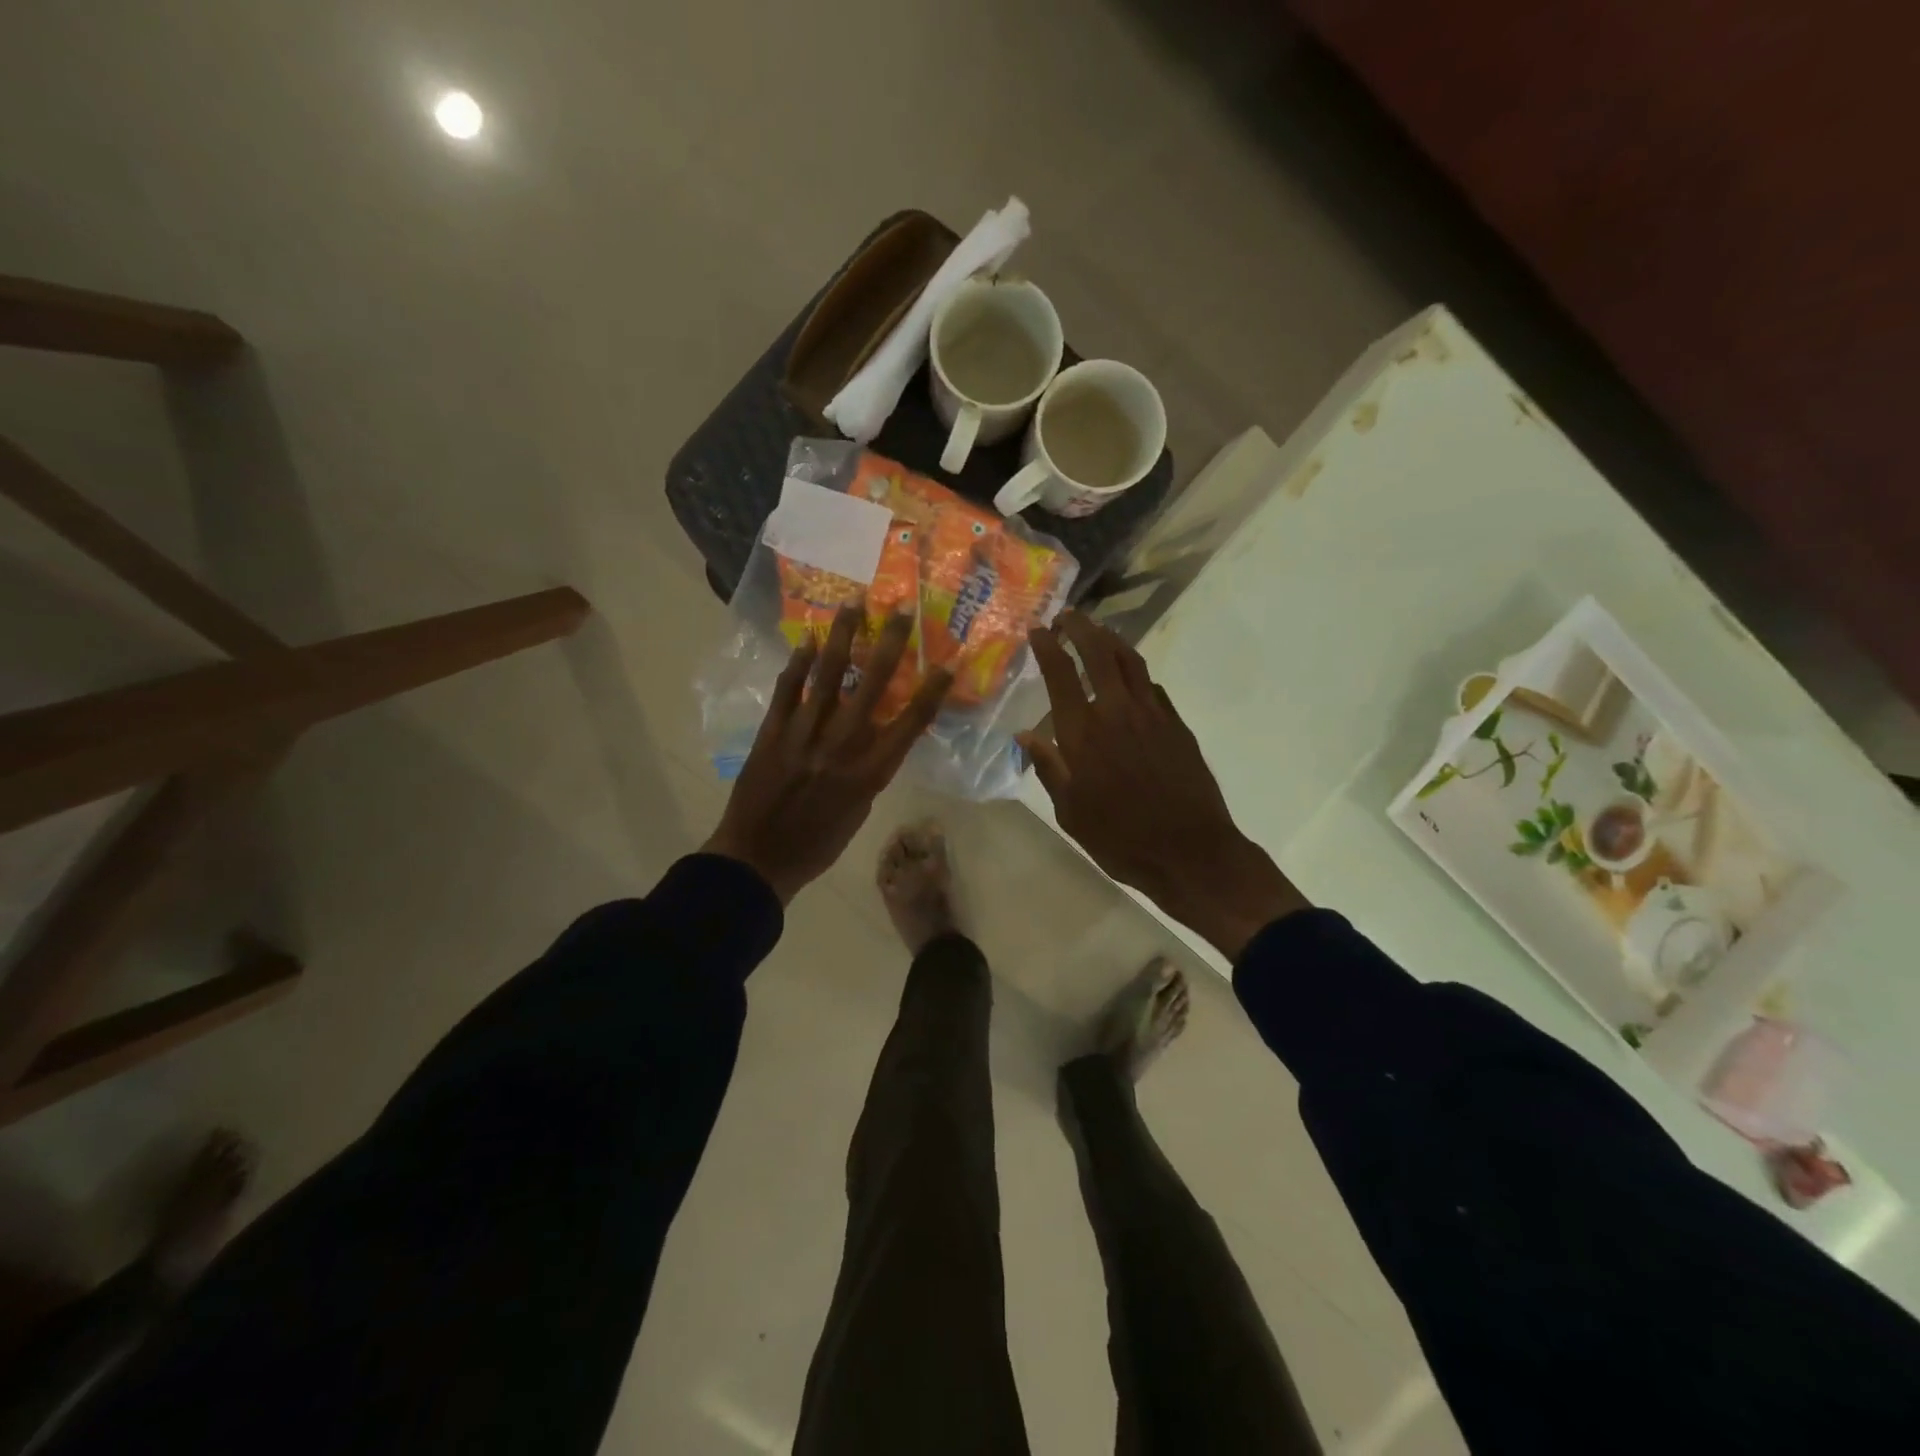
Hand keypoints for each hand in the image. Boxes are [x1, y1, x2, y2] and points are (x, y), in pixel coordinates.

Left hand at [701, 604, 951, 904]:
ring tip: (853, 605)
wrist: (759, 859)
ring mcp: (804, 735)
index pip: (910, 723)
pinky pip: (788, 690)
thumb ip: (871, 769)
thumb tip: (877, 733)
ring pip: (827, 676)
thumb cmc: (818, 843)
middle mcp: (841, 746)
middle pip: (871, 686)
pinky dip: (798, 664)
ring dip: (843, 637)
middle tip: (902, 610)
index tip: (946, 664)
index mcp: (869, 773)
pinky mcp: (772, 732)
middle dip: (890, 644)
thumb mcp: (859, 811)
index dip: (931, 691)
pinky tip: (809, 641)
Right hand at [1019, 611, 1307, 958]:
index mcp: (1083, 733)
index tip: (1038, 630)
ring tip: (1098, 631)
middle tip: (1068, 616)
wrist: (1190, 852)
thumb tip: (1025, 736)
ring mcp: (1153, 714)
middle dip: (1081, 628)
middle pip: (1099, 653)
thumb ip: (1049, 768)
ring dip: (1111, 639)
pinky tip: (1130, 678)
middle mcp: (1117, 712)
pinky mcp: (1177, 725)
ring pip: (1130, 661)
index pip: (1061, 674)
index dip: (1048, 647)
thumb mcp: (1071, 811)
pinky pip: (1152, 686)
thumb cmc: (1120, 838)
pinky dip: (1135, 673)